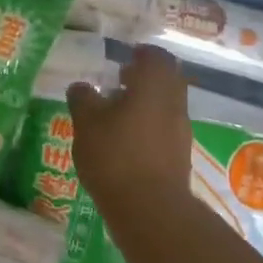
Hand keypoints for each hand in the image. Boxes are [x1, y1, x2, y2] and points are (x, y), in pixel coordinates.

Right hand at [66, 45, 194, 229]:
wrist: (150, 209)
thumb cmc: (115, 155)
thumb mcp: (86, 123)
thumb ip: (83, 99)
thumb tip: (81, 87)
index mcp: (155, 85)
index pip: (156, 56)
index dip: (141, 53)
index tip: (124, 56)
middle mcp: (174, 103)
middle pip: (166, 79)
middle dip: (144, 77)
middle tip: (119, 81)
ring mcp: (181, 130)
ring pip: (166, 105)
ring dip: (146, 102)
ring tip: (116, 113)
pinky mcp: (179, 155)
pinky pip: (165, 128)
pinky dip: (148, 126)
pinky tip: (125, 140)